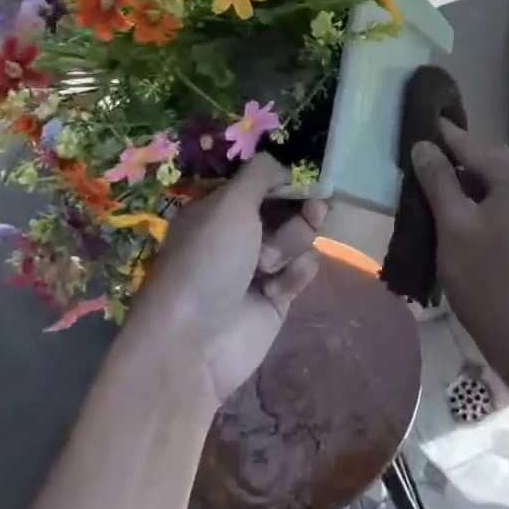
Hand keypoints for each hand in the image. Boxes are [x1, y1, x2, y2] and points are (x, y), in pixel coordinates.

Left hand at [122, 154, 325, 411]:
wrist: (194, 343)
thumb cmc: (207, 262)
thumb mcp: (230, 204)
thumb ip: (261, 175)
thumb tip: (285, 166)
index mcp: (220, 208)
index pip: (263, 183)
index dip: (288, 180)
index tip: (307, 181)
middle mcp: (239, 233)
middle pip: (288, 208)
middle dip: (301, 209)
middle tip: (314, 210)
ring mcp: (259, 266)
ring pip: (299, 238)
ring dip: (292, 243)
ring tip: (269, 264)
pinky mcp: (276, 297)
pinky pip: (302, 270)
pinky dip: (297, 272)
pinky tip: (278, 284)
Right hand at [410, 122, 508, 389]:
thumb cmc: (486, 279)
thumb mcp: (453, 225)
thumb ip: (438, 180)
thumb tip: (423, 144)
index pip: (471, 143)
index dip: (441, 134)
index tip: (415, 120)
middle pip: (485, 159)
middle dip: (452, 158)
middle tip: (415, 157)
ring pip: (492, 180)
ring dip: (463, 180)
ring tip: (428, 182)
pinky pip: (501, 198)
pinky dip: (477, 198)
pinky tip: (454, 209)